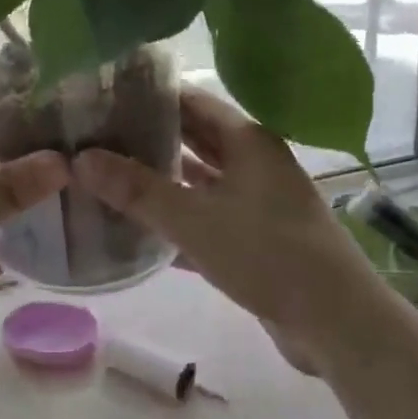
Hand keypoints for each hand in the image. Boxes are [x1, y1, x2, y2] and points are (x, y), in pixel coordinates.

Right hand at [73, 88, 396, 372]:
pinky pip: (207, 218)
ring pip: (199, 182)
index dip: (149, 97)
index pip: (191, 101)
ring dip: (160, 181)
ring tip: (108, 177)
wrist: (335, 322)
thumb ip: (137, 190)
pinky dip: (176, 220)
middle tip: (96, 137)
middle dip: (149, 138)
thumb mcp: (195, 220)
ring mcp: (257, 201)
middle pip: (194, 139)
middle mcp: (253, 162)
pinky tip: (138, 230)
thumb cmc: (267, 254)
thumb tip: (82, 159)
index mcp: (247, 140)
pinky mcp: (255, 238)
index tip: (104, 97)